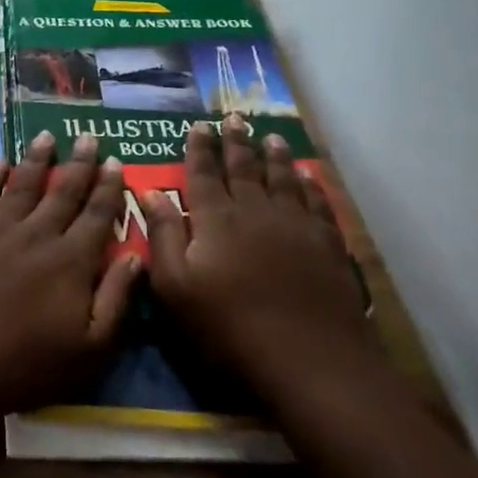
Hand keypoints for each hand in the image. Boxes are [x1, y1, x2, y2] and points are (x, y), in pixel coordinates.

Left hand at [0, 132, 140, 413]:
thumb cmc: (31, 362)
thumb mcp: (92, 347)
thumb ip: (117, 298)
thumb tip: (137, 255)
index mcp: (71, 260)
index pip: (97, 214)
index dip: (109, 187)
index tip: (116, 161)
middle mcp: (37, 235)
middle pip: (63, 191)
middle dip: (79, 163)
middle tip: (88, 136)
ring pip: (22, 185)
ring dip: (37, 159)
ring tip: (46, 136)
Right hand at [145, 116, 375, 390]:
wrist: (309, 359)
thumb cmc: (229, 326)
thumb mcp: (176, 287)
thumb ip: (163, 236)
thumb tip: (150, 192)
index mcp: (216, 219)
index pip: (203, 173)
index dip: (199, 148)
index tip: (198, 126)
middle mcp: (255, 210)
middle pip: (244, 168)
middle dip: (236, 142)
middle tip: (233, 118)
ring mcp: (296, 225)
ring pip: (283, 179)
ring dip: (274, 156)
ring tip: (270, 137)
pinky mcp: (327, 245)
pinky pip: (317, 202)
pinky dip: (311, 185)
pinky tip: (309, 177)